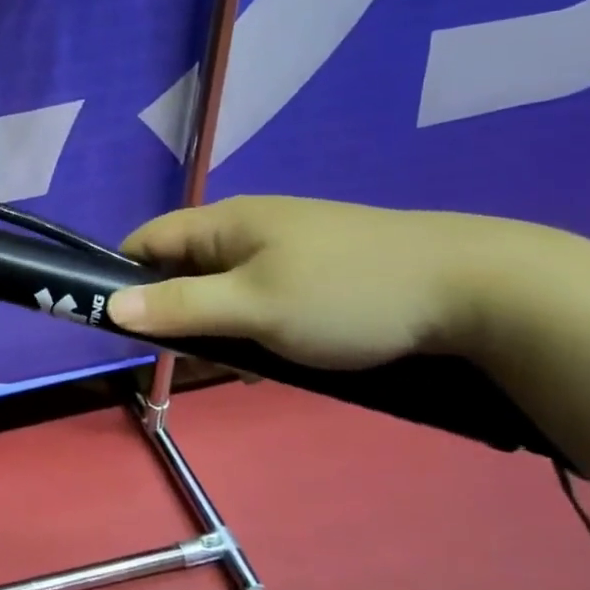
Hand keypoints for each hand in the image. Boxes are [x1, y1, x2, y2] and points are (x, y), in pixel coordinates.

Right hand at [108, 195, 519, 370]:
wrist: (479, 289)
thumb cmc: (347, 294)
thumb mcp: (253, 307)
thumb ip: (178, 307)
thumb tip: (110, 307)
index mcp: (223, 223)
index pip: (146, 241)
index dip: (122, 278)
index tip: (125, 327)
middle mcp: (247, 228)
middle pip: (182, 269)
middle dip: (177, 315)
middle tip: (196, 359)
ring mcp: (286, 249)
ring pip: (224, 291)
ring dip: (221, 329)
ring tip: (248, 366)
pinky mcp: (319, 272)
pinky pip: (262, 299)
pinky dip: (257, 329)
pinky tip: (282, 359)